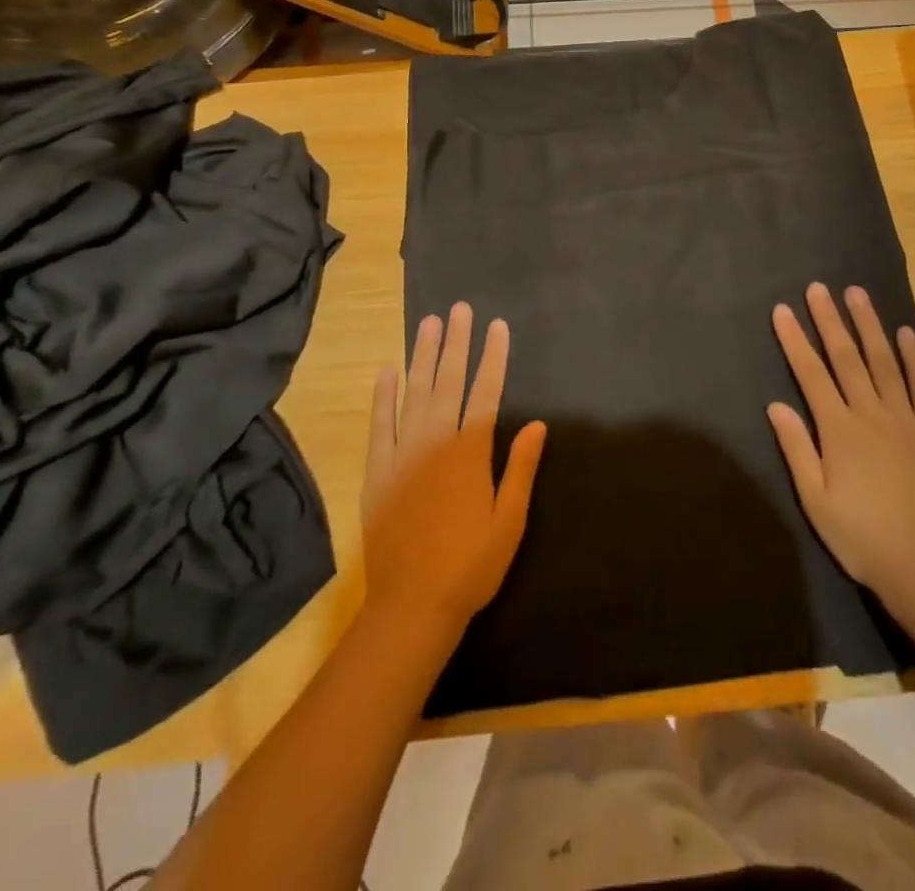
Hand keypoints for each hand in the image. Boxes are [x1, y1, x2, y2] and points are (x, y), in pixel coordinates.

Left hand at [362, 302, 546, 633]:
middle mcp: (435, 443)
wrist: (412, 606)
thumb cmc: (471, 565)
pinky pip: (380, 425)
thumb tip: (537, 423)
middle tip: (459, 308)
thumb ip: (520, 467)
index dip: (493, 357)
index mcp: (470, 453)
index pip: (486, 392)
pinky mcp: (377, 472)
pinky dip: (383, 396)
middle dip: (456, 343)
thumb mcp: (509, 520)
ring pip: (414, 394)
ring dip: (422, 356)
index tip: (497, 326)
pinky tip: (388, 370)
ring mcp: (401, 455)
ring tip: (428, 323)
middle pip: (448, 382)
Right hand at [767, 283, 914, 616]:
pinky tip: (906, 333)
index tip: (783, 311)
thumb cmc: (862, 536)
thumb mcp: (816, 501)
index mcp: (840, 430)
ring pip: (885, 362)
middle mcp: (872, 414)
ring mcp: (907, 419)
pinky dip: (914, 358)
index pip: (811, 375)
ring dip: (869, 326)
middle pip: (847, 358)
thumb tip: (776, 406)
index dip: (795, 341)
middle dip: (830, 320)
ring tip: (857, 294)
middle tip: (818, 288)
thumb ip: (797, 449)